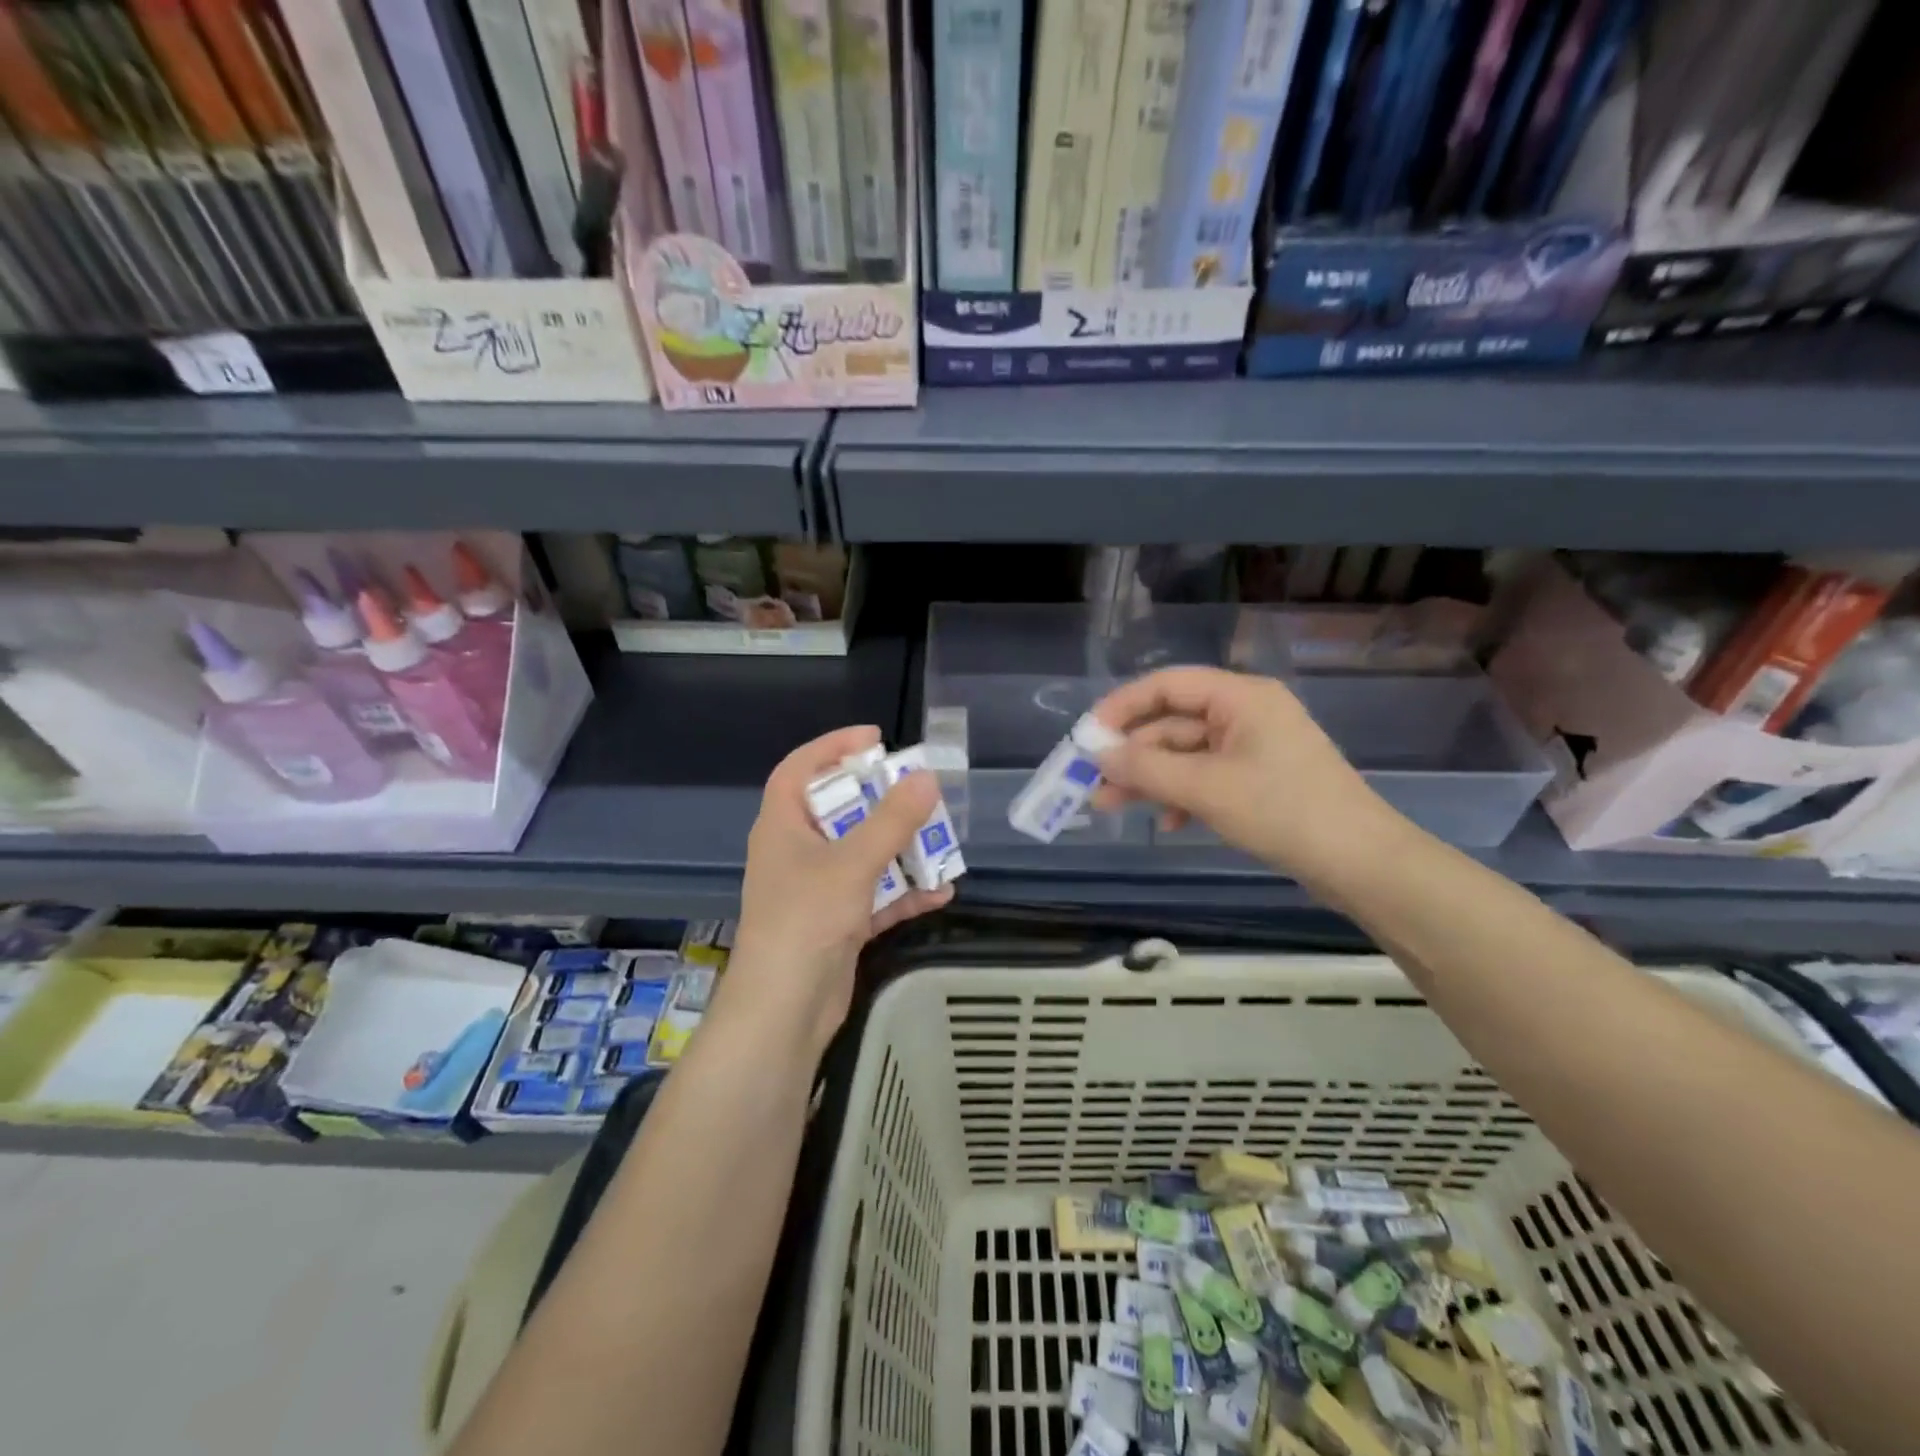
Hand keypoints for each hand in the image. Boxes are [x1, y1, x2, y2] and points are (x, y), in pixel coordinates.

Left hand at [724, 726, 953, 1056]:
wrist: (785, 1010)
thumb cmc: (807, 920)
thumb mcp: (852, 863)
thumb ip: (892, 820)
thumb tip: (926, 778)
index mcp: (782, 826)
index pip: (799, 769)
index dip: (832, 746)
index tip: (875, 738)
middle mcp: (796, 852)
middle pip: (838, 811)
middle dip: (880, 801)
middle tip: (917, 790)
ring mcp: (816, 890)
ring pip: (861, 854)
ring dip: (900, 849)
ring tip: (939, 840)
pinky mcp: (836, 924)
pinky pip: (874, 895)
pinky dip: (903, 893)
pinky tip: (940, 893)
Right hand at [1090, 667, 1407, 885]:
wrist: (1360, 863)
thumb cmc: (1282, 811)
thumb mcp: (1206, 788)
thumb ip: (1146, 768)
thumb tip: (1097, 754)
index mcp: (1240, 697)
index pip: (1166, 685)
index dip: (1121, 707)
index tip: (1087, 737)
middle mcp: (1246, 713)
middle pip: (1173, 722)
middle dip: (1132, 754)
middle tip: (1092, 781)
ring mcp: (1254, 748)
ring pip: (1186, 754)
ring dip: (1150, 779)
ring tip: (1111, 807)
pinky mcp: (1259, 779)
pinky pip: (1206, 777)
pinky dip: (1182, 796)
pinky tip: (1169, 824)